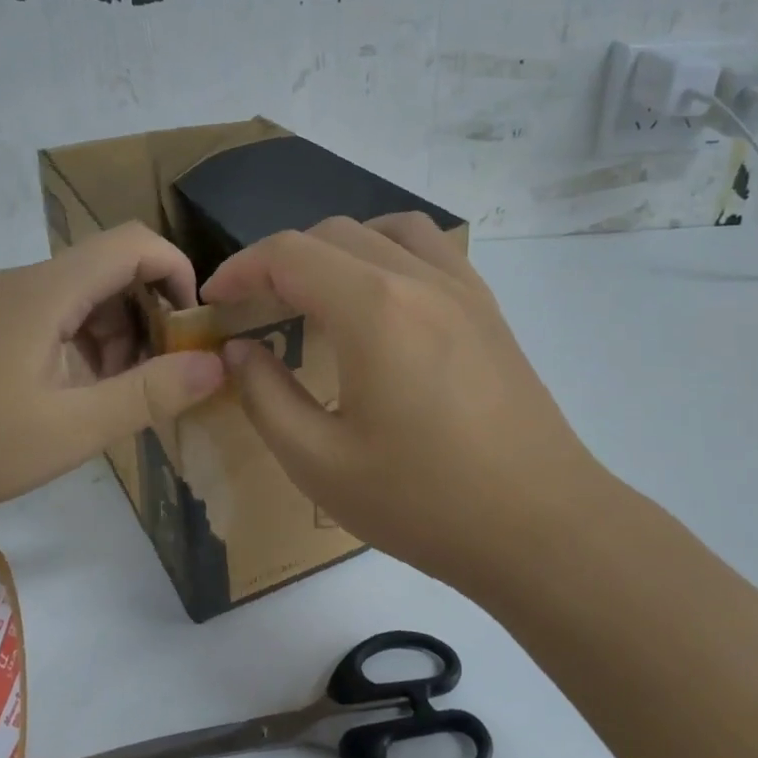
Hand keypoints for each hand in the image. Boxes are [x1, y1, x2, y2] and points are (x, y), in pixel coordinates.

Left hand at [0, 222, 225, 535]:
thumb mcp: (73, 427)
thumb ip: (151, 394)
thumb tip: (216, 365)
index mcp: (47, 290)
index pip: (133, 243)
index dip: (177, 273)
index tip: (191, 328)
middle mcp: (15, 284)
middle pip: (104, 273)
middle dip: (144, 319)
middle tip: (150, 381)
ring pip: (70, 301)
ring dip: (107, 340)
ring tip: (103, 402)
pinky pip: (36, 322)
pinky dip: (68, 351)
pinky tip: (55, 404)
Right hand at [202, 214, 605, 587]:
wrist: (543, 527)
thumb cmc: (425, 503)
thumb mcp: (320, 463)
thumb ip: (266, 397)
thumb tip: (241, 350)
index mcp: (373, 310)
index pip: (289, 254)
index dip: (240, 269)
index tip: (215, 302)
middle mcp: (419, 279)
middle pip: (333, 234)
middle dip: (282, 261)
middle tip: (257, 309)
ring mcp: (463, 289)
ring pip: (387, 229)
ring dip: (339, 248)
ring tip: (319, 295)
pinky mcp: (489, 310)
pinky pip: (431, 250)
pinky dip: (389, 254)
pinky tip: (383, 305)